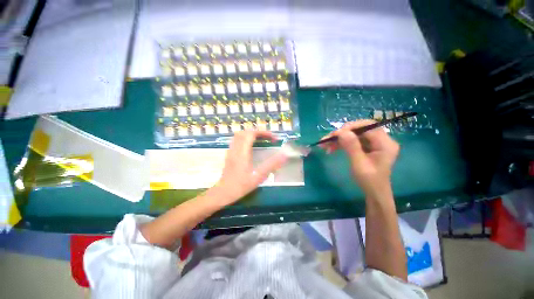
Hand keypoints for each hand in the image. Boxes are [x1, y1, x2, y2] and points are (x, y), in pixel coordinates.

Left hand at [208, 131, 287, 205]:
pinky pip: (237, 141)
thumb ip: (271, 165)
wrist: (223, 193)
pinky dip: (245, 139)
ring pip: (239, 135)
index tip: (273, 138)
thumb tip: (284, 155)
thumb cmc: (241, 186)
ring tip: (261, 140)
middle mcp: (235, 149)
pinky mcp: (229, 154)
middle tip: (268, 138)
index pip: (251, 134)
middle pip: (245, 132)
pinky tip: (251, 147)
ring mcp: (231, 151)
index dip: (263, 132)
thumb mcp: (258, 177)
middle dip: (258, 132)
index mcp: (242, 152)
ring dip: (251, 134)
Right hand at [322, 120, 399, 197]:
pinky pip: (352, 141)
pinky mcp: (366, 147)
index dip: (350, 127)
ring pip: (353, 134)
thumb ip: (352, 147)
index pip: (368, 126)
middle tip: (327, 139)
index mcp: (385, 143)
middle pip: (359, 129)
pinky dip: (341, 143)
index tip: (335, 134)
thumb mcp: (359, 164)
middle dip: (341, 133)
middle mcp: (381, 140)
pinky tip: (331, 148)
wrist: (373, 192)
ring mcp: (373, 143)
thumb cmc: (369, 180)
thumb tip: (341, 132)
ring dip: (338, 139)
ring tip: (325, 145)